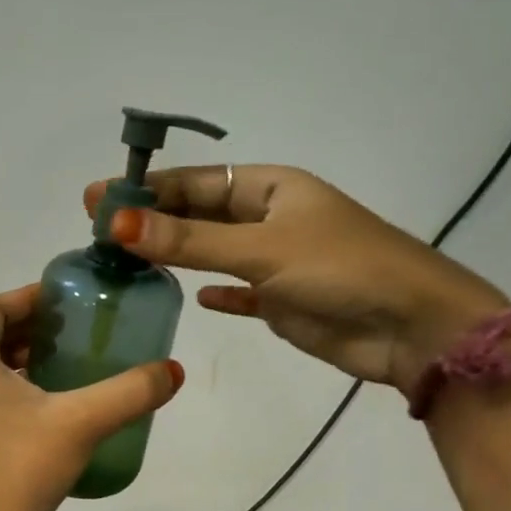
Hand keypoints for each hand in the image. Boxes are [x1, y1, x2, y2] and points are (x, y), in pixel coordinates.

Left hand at [0, 284, 182, 510]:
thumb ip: (129, 392)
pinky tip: (39, 409)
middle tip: (64, 329)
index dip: (26, 298)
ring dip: (11, 357)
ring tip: (57, 363)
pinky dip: (1, 386)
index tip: (62, 300)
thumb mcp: (81, 422)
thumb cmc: (19, 467)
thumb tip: (173, 370)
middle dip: (21, 326)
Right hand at [83, 166, 507, 398]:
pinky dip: (216, 292)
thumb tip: (117, 224)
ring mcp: (277, 260)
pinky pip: (238, 290)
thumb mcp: (260, 249)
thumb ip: (188, 241)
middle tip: (99, 232)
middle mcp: (271, 218)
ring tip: (125, 261)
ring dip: (175, 255)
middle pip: (200, 214)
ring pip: (213, 252)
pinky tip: (191, 297)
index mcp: (272, 189)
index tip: (98, 199)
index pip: (196, 182)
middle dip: (153, 221)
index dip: (147, 189)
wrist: (413, 328)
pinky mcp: (282, 299)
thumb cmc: (340, 270)